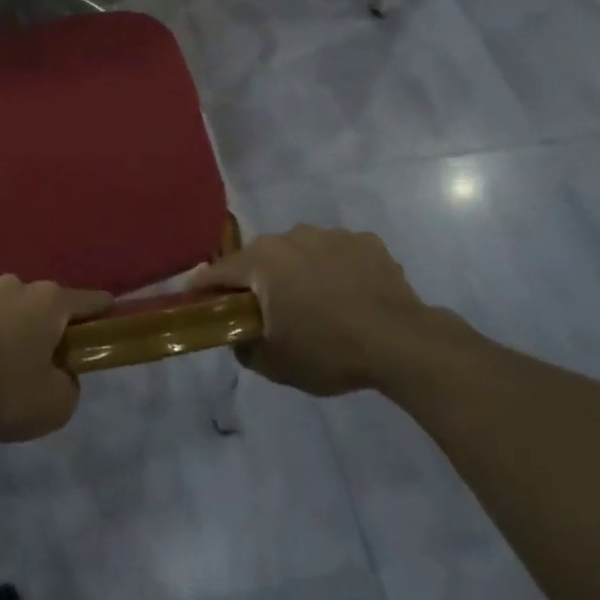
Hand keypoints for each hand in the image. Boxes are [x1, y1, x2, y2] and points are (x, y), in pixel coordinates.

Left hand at [0, 276, 112, 441]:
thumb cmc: (3, 390)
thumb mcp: (54, 406)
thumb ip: (68, 387)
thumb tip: (61, 376)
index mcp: (48, 302)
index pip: (87, 300)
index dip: (101, 310)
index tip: (109, 314)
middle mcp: (14, 286)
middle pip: (39, 302)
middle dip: (43, 324)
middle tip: (41, 357)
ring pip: (0, 306)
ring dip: (4, 326)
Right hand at [191, 225, 433, 396]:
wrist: (400, 342)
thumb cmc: (328, 350)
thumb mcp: (275, 364)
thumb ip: (245, 347)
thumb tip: (240, 336)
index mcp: (262, 261)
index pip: (218, 271)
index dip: (205, 287)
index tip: (198, 300)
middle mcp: (291, 236)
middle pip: (261, 258)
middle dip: (258, 281)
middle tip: (267, 312)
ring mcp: (331, 235)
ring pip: (301, 252)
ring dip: (300, 272)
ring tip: (317, 305)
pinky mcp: (365, 241)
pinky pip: (338, 254)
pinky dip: (337, 270)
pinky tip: (350, 297)